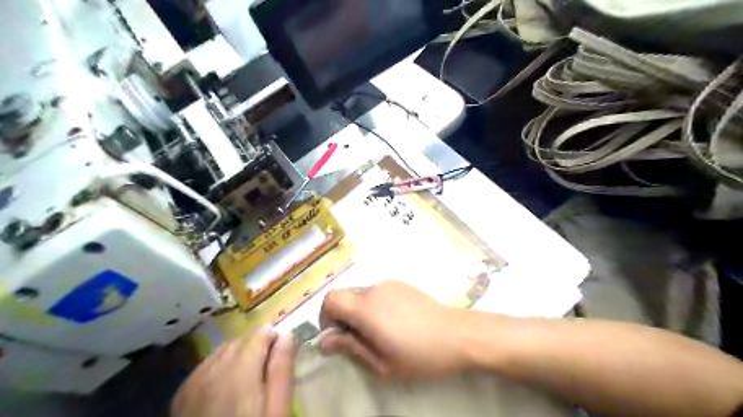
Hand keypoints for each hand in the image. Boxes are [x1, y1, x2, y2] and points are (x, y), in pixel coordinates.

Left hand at [172, 333, 298, 416]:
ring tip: (249, 373)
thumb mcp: (277, 410)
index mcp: (240, 372)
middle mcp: (212, 370)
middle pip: (238, 341)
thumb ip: (282, 370)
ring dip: (237, 353)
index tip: (283, 349)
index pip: (258, 336)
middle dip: (256, 345)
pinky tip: (225, 384)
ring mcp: (193, 383)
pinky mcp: (181, 396)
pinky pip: (204, 366)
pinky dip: (219, 365)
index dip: (273, 338)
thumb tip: (287, 336)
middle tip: (268, 364)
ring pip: (220, 352)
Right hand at [320, 282, 468, 379]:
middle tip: (361, 340)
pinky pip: (378, 292)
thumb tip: (324, 341)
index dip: (326, 316)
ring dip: (361, 312)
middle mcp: (374, 290)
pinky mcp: (402, 284)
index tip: (337, 335)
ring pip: (362, 295)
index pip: (331, 299)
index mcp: (366, 309)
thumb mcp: (383, 363)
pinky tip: (396, 322)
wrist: (458, 334)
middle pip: (346, 296)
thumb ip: (351, 348)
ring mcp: (390, 284)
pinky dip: (375, 305)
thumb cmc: (420, 355)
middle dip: (345, 317)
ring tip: (382, 333)